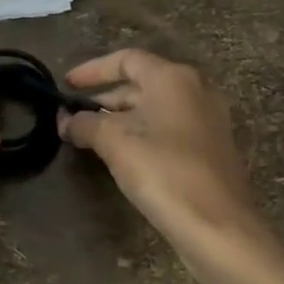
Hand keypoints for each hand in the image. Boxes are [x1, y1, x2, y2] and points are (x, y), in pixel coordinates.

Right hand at [57, 49, 266, 266]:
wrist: (217, 224)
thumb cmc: (163, 171)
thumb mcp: (114, 142)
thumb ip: (85, 124)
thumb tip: (66, 120)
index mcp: (174, 78)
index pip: (127, 59)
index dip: (93, 70)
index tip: (67, 85)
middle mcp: (196, 90)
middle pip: (142, 83)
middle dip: (106, 98)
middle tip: (75, 117)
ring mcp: (208, 120)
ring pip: (156, 109)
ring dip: (122, 119)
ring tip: (92, 139)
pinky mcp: (212, 148)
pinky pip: (170, 129)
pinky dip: (144, 134)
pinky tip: (124, 157)